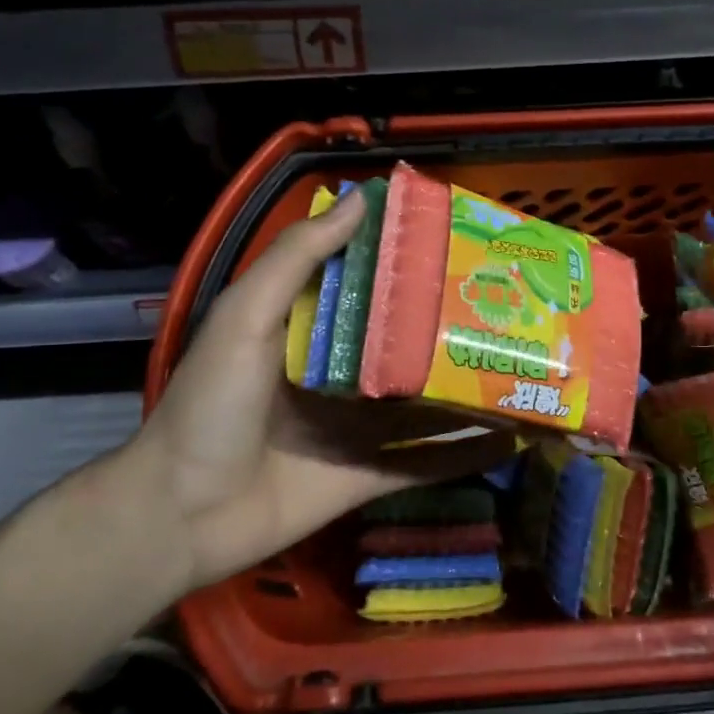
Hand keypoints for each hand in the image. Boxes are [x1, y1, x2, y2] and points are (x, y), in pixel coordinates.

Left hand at [122, 189, 515, 591]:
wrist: (184, 514)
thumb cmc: (212, 403)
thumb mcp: (246, 316)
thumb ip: (297, 259)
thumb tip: (361, 199)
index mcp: (312, 327)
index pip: (371, 284)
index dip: (411, 262)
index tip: (462, 241)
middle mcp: (343, 370)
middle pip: (408, 340)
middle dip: (455, 323)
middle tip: (514, 302)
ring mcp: (361, 425)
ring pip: (427, 398)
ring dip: (470, 384)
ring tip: (529, 362)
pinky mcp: (373, 472)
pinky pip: (430, 458)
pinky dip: (468, 450)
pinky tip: (516, 434)